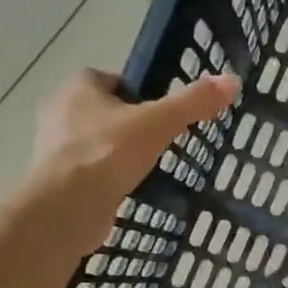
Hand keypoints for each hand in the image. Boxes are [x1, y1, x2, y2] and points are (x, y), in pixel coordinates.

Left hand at [26, 68, 239, 238]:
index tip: (163, 113)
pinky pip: (91, 173)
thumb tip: (231, 80)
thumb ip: (192, 103)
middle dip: (130, 125)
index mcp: (78, 87)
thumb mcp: (158, 123)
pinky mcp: (58, 181)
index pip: (114, 80)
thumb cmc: (107, 154)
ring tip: (150, 169)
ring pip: (97, 143)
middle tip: (162, 142)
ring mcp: (55, 149)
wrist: (66, 208)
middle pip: (105, 112)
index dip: (140, 94)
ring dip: (118, 154)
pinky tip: (130, 192)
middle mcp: (60, 111)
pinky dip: (108, 180)